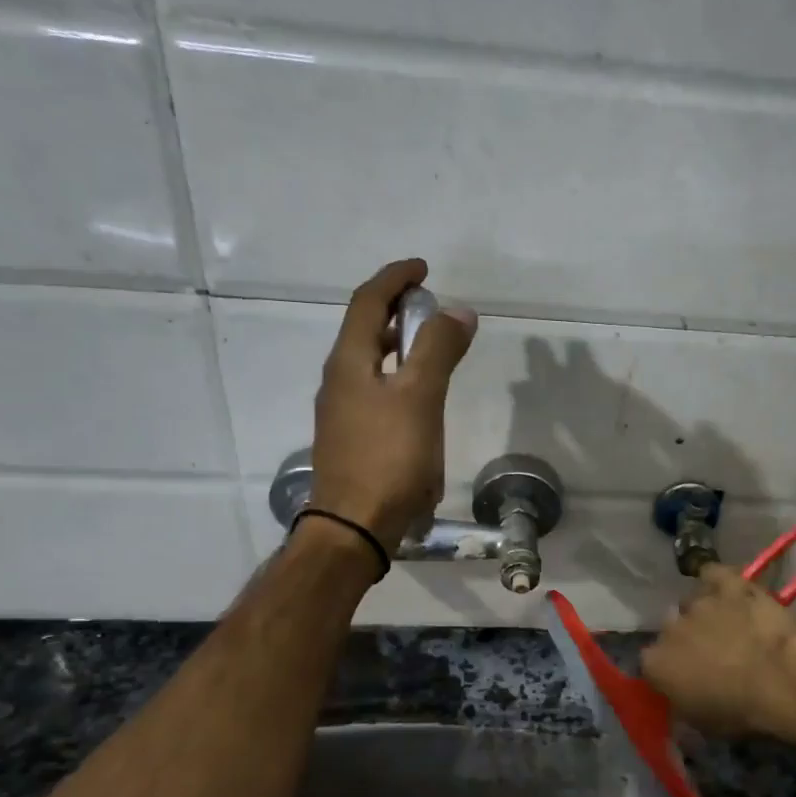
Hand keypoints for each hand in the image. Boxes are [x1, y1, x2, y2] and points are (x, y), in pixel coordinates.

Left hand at [309, 259, 476, 550]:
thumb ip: (438, 350)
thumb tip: (458, 311)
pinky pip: (373, 394)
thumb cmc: (388, 459)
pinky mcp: (350, 441)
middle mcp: (338, 381)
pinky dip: (396, 381)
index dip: (395, 278)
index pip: (368, 302)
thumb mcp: (419, 398)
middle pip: (364, 331)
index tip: (424, 269)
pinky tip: (418, 404)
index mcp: (349, 362)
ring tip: (430, 352)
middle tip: (430, 309)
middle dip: (396, 311)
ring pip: (369, 364)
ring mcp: (340, 413)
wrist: (354, 528)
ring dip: (397, 347)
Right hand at [640, 564, 795, 739]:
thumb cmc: (742, 713)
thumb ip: (681, 706)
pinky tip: (726, 588)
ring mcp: (699, 602)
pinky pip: (713, 573)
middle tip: (711, 655)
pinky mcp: (729, 584)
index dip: (669, 670)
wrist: (784, 681)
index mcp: (655, 664)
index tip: (686, 679)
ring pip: (692, 602)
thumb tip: (679, 703)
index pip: (651, 663)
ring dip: (704, 613)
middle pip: (671, 629)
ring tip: (728, 625)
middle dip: (686, 640)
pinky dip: (716, 579)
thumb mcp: (702, 725)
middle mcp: (669, 628)